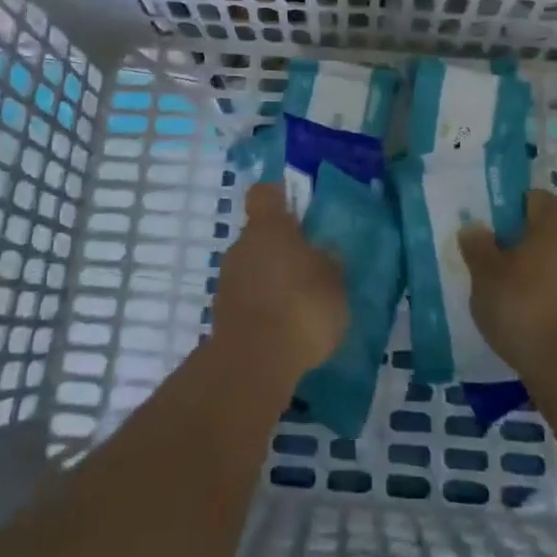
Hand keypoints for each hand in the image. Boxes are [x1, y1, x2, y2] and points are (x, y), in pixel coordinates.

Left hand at [210, 183, 347, 387]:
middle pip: (259, 234)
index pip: (265, 193)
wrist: (253, 363)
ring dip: (271, 279)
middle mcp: (242, 245)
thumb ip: (329, 263)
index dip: (278, 196)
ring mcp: (227, 280)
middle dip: (280, 247)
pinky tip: (283, 328)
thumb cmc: (301, 307)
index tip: (294, 206)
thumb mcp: (334, 283)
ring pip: (252, 267)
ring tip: (298, 304)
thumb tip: (322, 253)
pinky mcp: (221, 313)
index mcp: (269, 227)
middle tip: (309, 268)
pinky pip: (247, 298)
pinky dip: (262, 306)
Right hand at [458, 189, 556, 378]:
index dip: (514, 207)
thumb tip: (475, 227)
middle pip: (551, 230)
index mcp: (555, 224)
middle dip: (525, 242)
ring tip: (513, 294)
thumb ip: (478, 246)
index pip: (536, 198)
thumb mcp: (485, 275)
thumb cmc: (523, 307)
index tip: (494, 227)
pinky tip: (535, 318)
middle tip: (497, 262)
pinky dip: (555, 297)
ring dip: (541, 271)